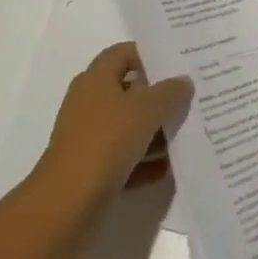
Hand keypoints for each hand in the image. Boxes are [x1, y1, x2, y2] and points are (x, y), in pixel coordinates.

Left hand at [41, 42, 192, 203]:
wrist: (66, 205)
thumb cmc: (106, 142)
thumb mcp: (147, 110)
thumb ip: (169, 92)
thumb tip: (183, 82)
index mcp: (96, 79)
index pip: (124, 53)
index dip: (149, 54)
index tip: (178, 63)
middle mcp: (89, 103)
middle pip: (129, 90)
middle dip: (158, 95)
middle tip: (190, 97)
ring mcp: (89, 137)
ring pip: (128, 126)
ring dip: (155, 131)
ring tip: (186, 134)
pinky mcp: (91, 169)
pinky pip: (124, 158)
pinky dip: (144, 161)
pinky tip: (168, 167)